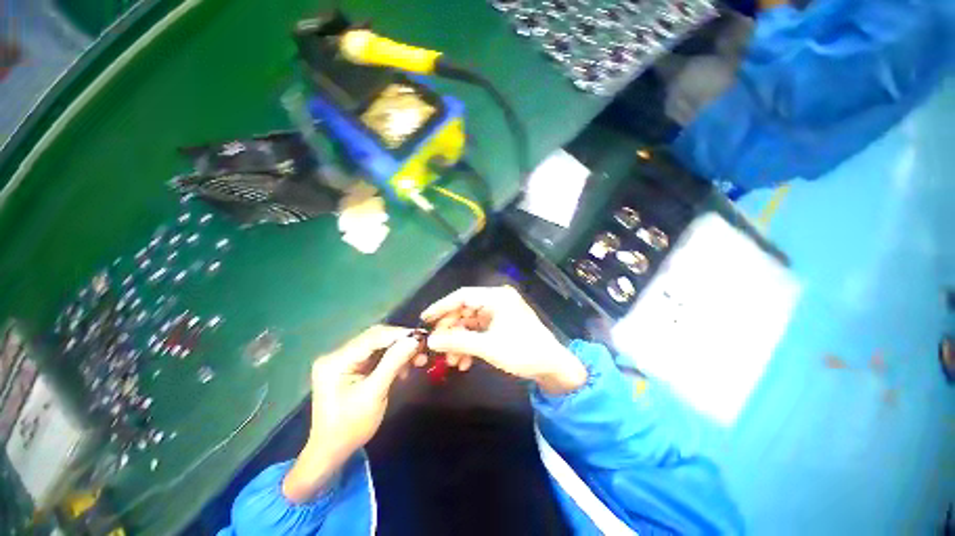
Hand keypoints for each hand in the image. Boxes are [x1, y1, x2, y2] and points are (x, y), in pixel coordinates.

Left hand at [283, 325, 419, 502]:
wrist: (332, 451)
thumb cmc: (351, 427)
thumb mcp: (374, 394)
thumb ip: (393, 363)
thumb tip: (414, 340)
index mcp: (336, 360)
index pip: (372, 337)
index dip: (399, 334)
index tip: (422, 336)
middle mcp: (338, 354)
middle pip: (375, 338)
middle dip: (401, 342)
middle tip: (423, 348)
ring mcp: (344, 359)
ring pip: (378, 345)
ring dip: (399, 351)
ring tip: (419, 359)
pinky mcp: (351, 366)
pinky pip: (376, 355)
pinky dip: (392, 359)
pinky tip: (404, 367)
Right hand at [421, 286, 586, 394]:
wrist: (553, 367)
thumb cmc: (522, 352)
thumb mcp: (488, 347)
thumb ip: (458, 342)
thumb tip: (431, 341)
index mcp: (496, 297)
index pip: (462, 296)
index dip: (441, 307)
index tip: (425, 319)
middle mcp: (497, 300)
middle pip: (465, 310)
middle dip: (451, 331)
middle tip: (437, 347)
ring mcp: (499, 312)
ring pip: (470, 323)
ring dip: (460, 341)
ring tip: (451, 361)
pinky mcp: (501, 324)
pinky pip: (479, 330)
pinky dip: (470, 344)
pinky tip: (464, 361)